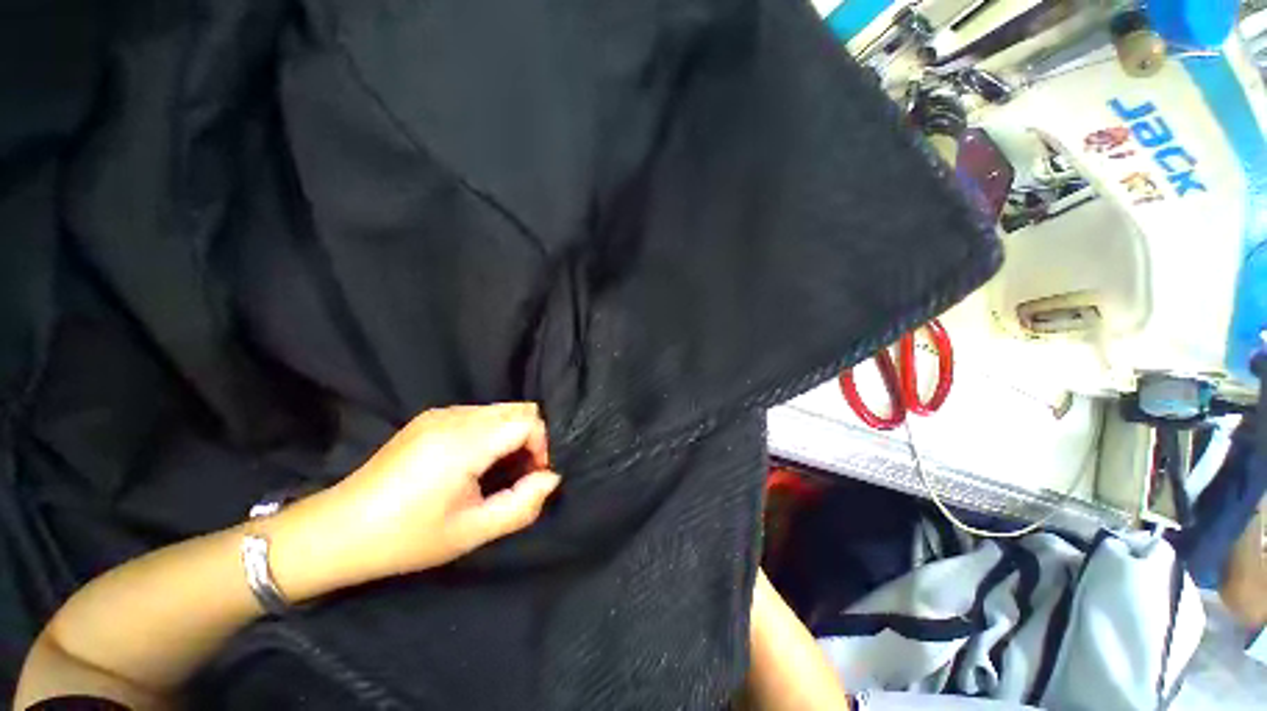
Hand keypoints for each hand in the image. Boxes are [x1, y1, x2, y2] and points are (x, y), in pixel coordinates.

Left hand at [271, 403, 560, 596]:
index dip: (542, 446)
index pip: (528, 421)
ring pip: (501, 409)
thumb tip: (551, 478)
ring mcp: (440, 413)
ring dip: (512, 434)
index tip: (533, 477)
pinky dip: (493, 432)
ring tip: (498, 470)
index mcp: (464, 442)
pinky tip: (475, 462)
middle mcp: (455, 417)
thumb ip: (521, 505)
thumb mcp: (471, 532)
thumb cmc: (406, 538)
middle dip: (531, 438)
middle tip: (520, 474)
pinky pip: (480, 413)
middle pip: (519, 409)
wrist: (336, 531)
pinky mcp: (429, 418)